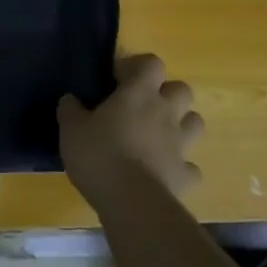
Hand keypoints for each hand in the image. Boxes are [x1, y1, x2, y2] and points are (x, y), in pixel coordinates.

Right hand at [58, 54, 203, 207]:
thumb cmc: (99, 155)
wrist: (132, 202)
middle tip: (143, 106)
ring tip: (159, 135)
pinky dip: (180, 166)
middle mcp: (165, 112)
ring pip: (195, 123)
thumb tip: (70, 99)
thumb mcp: (71, 129)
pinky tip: (163, 172)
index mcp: (139, 93)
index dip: (138, 67)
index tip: (119, 79)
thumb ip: (71, 110)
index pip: (152, 63)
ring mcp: (180, 144)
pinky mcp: (186, 175)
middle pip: (182, 89)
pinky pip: (190, 166)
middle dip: (167, 94)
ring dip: (181, 125)